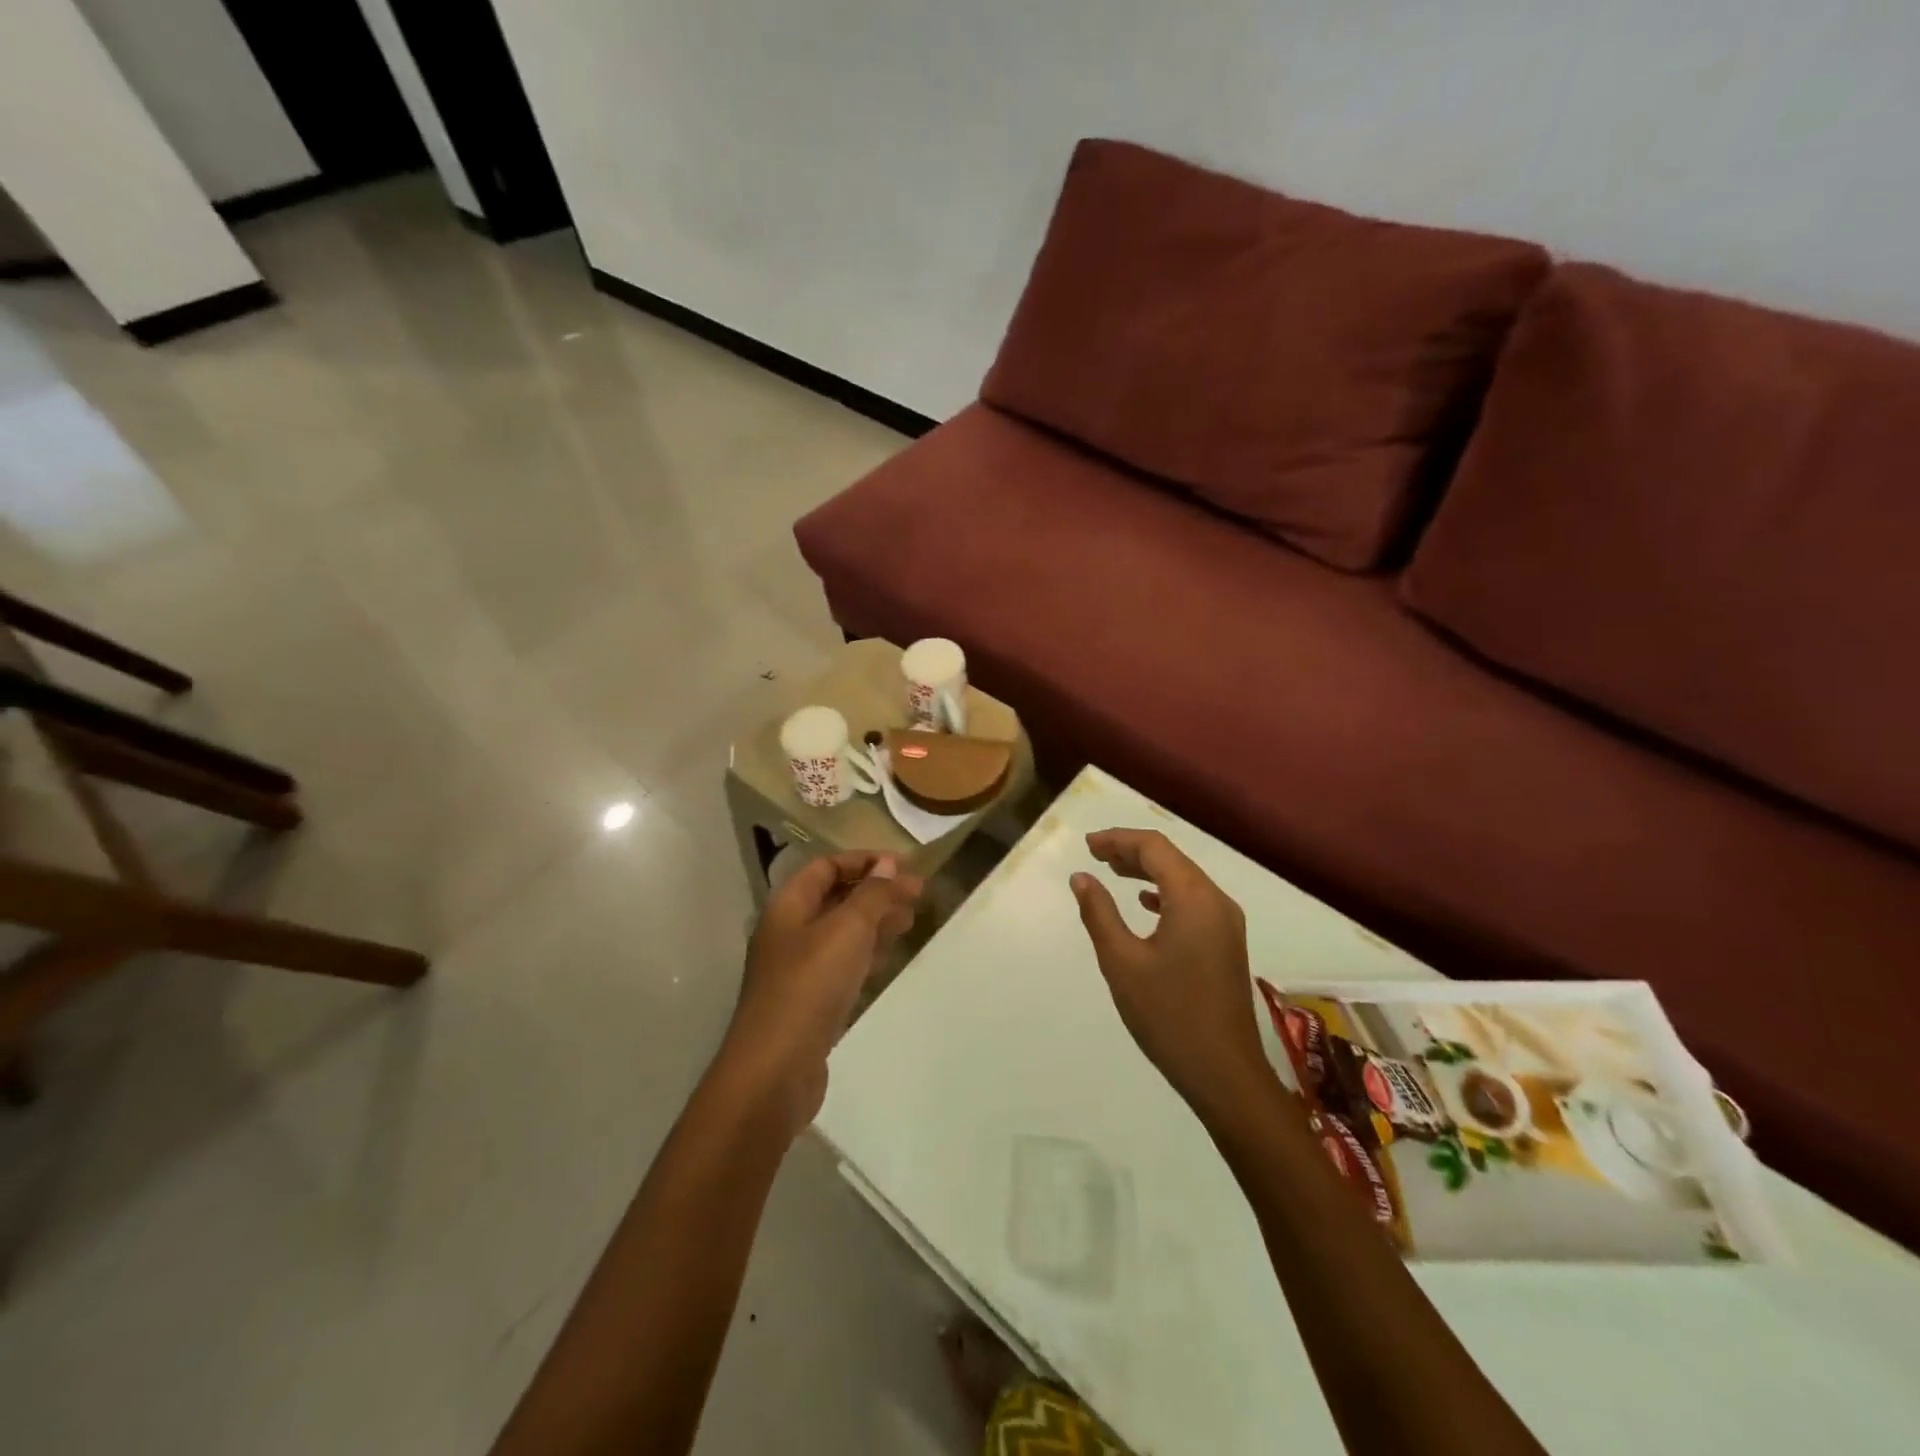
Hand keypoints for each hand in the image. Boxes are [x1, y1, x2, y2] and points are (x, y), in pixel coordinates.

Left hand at [719, 852, 923, 1134]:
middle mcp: (788, 932)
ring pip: (841, 932)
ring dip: (875, 921)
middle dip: (876, 891)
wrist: (774, 1071)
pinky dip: (866, 953)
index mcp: (788, 906)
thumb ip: (872, 894)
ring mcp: (797, 969)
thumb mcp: (847, 929)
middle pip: (835, 897)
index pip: (826, 866)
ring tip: (910, 921)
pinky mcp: (808, 1001)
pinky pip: (841, 964)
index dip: (864, 860)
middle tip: (917, 895)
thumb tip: (888, 864)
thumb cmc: (810, 986)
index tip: (904, 865)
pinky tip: (888, 957)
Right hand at [1070, 829, 1266, 1117]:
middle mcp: (1216, 902)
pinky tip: (1145, 904)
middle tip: (1095, 854)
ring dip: (1148, 871)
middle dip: (1132, 852)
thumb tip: (1081, 877)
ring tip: (1112, 872)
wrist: (1225, 1073)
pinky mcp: (1227, 944)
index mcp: (1194, 899)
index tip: (1088, 845)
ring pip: (1184, 880)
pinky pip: (1194, 902)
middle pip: (1172, 859)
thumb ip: (1099, 913)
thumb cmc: (1168, 1015)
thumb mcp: (1122, 962)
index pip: (1155, 848)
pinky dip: (1165, 894)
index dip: (1119, 840)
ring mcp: (1226, 924)